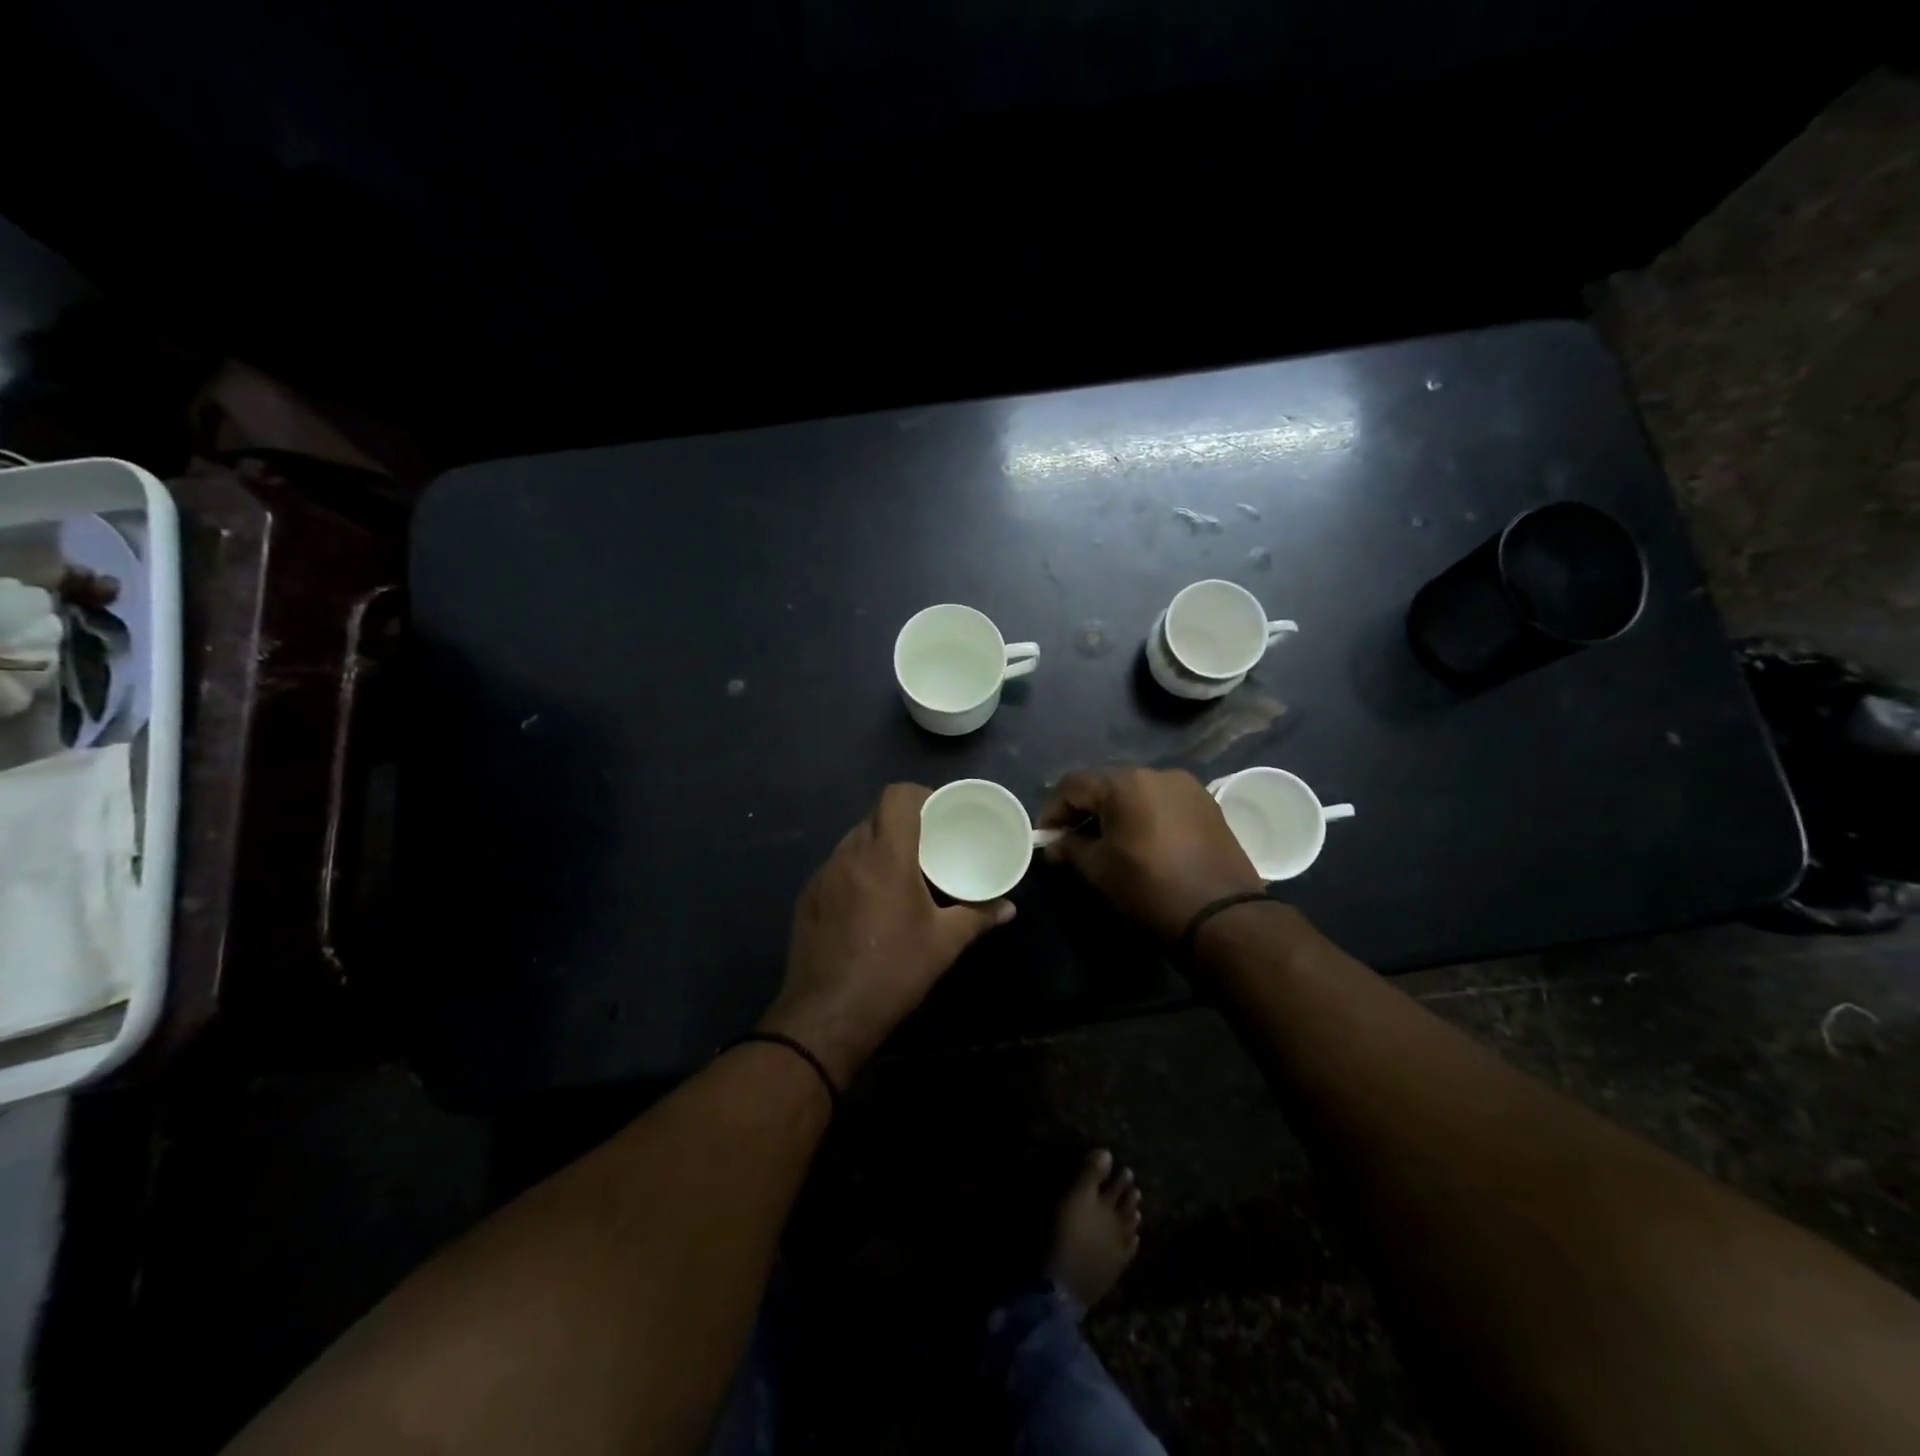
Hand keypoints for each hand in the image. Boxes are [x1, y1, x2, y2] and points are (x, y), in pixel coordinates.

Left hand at [760, 783, 1013, 1083]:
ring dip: (878, 846)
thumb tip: (1009, 908)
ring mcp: (823, 875)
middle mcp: (850, 854)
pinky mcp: (807, 897)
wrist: (827, 1016)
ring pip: (853, 840)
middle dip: (902, 822)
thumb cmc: (893, 971)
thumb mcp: (944, 944)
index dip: (919, 795)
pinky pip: (836, 867)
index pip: (896, 796)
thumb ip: (978, 917)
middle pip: (876, 816)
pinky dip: (857, 870)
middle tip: (927, 844)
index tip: (938, 813)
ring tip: (900, 871)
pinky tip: (869, 900)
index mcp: (886, 855)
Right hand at [1040, 767, 1263, 939]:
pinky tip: (1141, 843)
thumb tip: (1056, 844)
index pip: (1073, 785)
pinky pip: (1162, 802)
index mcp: (1125, 783)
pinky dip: (1144, 816)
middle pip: (1106, 784)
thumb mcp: (1099, 869)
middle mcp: (1156, 773)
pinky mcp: (1207, 805)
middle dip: (1084, 809)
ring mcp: (1186, 787)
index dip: (1053, 810)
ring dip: (1115, 812)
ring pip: (1136, 792)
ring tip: (1106, 842)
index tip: (1047, 838)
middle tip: (1071, 840)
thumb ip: (1071, 848)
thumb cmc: (1149, 888)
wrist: (1221, 915)